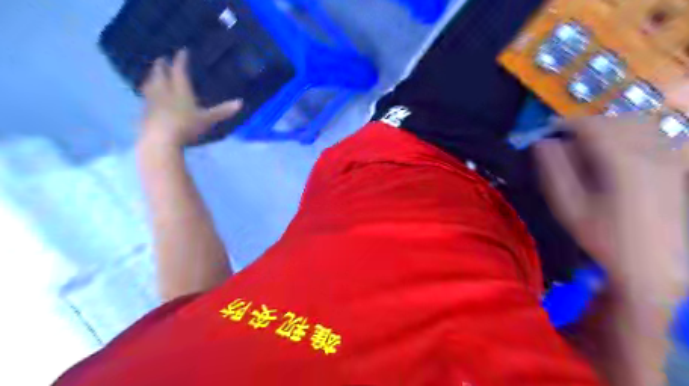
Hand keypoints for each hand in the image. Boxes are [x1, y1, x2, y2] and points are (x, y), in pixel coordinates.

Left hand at [139, 49, 241, 146]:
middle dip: (162, 66)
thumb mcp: (208, 119)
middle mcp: (164, 91)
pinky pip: (145, 97)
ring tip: (152, 74)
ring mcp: (152, 101)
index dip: (181, 60)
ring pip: (150, 84)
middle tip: (163, 59)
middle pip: (161, 74)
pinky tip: (147, 96)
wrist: (161, 139)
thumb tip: (240, 102)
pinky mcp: (145, 112)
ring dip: (152, 77)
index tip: (182, 51)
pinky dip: (147, 93)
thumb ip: (223, 111)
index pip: (180, 70)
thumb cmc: (187, 127)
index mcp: (180, 90)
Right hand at [538, 115, 688, 385]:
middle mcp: (651, 155)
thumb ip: (554, 172)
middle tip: (564, 140)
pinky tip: (613, 155)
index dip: (567, 124)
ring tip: (586, 146)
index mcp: (623, 164)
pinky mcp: (674, 169)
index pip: (593, 126)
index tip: (547, 131)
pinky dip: (627, 136)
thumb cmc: (602, 238)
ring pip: (637, 126)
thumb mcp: (568, 207)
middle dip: (586, 125)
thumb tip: (543, 143)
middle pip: (616, 121)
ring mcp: (668, 160)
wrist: (650, 266)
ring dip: (608, 128)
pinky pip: (650, 138)